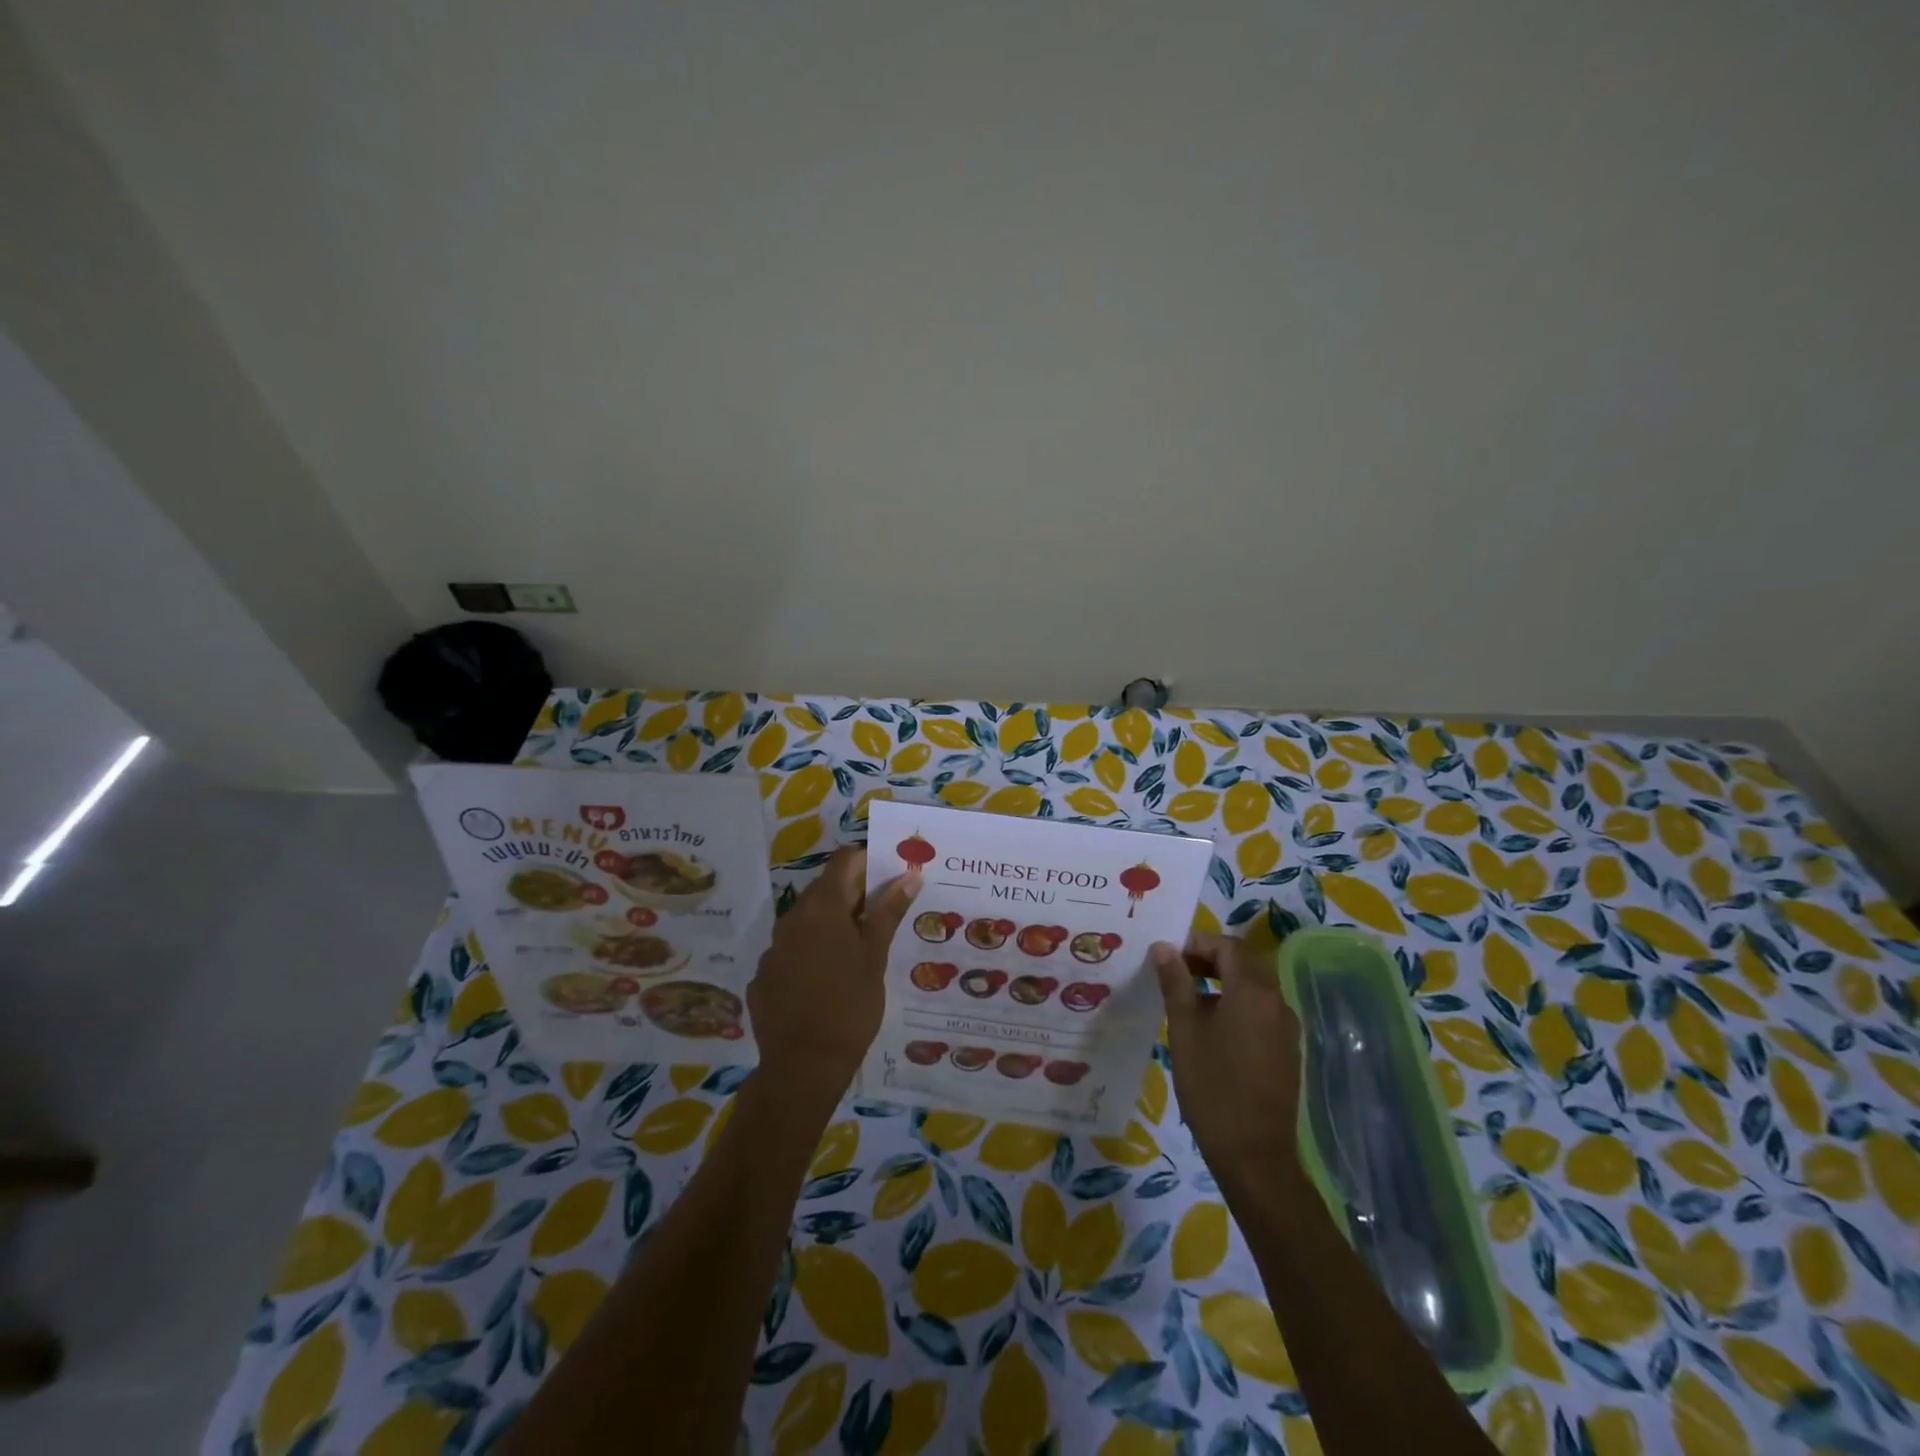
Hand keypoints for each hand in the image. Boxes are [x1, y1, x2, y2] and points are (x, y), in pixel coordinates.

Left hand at [748, 847, 920, 1100]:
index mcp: (822, 907)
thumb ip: (888, 912)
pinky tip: (826, 982)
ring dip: (831, 925)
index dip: (868, 861)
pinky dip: (810, 954)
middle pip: (825, 889)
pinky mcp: (763, 976)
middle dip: (853, 895)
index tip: (889, 876)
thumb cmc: (850, 1006)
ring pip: (807, 921)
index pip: (844, 860)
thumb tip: (908, 875)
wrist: (802, 1067)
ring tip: (857, 952)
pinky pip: (792, 951)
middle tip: (881, 916)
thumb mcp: (876, 957)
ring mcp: (773, 948)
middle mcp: (792, 918)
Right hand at [1152, 933, 1302, 1197]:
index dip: (1197, 943)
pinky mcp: (1287, 1051)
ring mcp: (1286, 1028)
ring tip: (1188, 1000)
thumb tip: (1164, 948)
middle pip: (1245, 963)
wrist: (1254, 1155)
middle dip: (1209, 959)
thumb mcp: (1184, 1029)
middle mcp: (1277, 1002)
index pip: (1227, 946)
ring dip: (1223, 982)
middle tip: (1175, 972)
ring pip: (1254, 987)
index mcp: (1253, 991)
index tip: (1167, 956)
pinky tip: (1212, 1030)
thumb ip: (1176, 983)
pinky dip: (1237, 1005)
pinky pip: (1261, 1011)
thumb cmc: (1212, 1085)